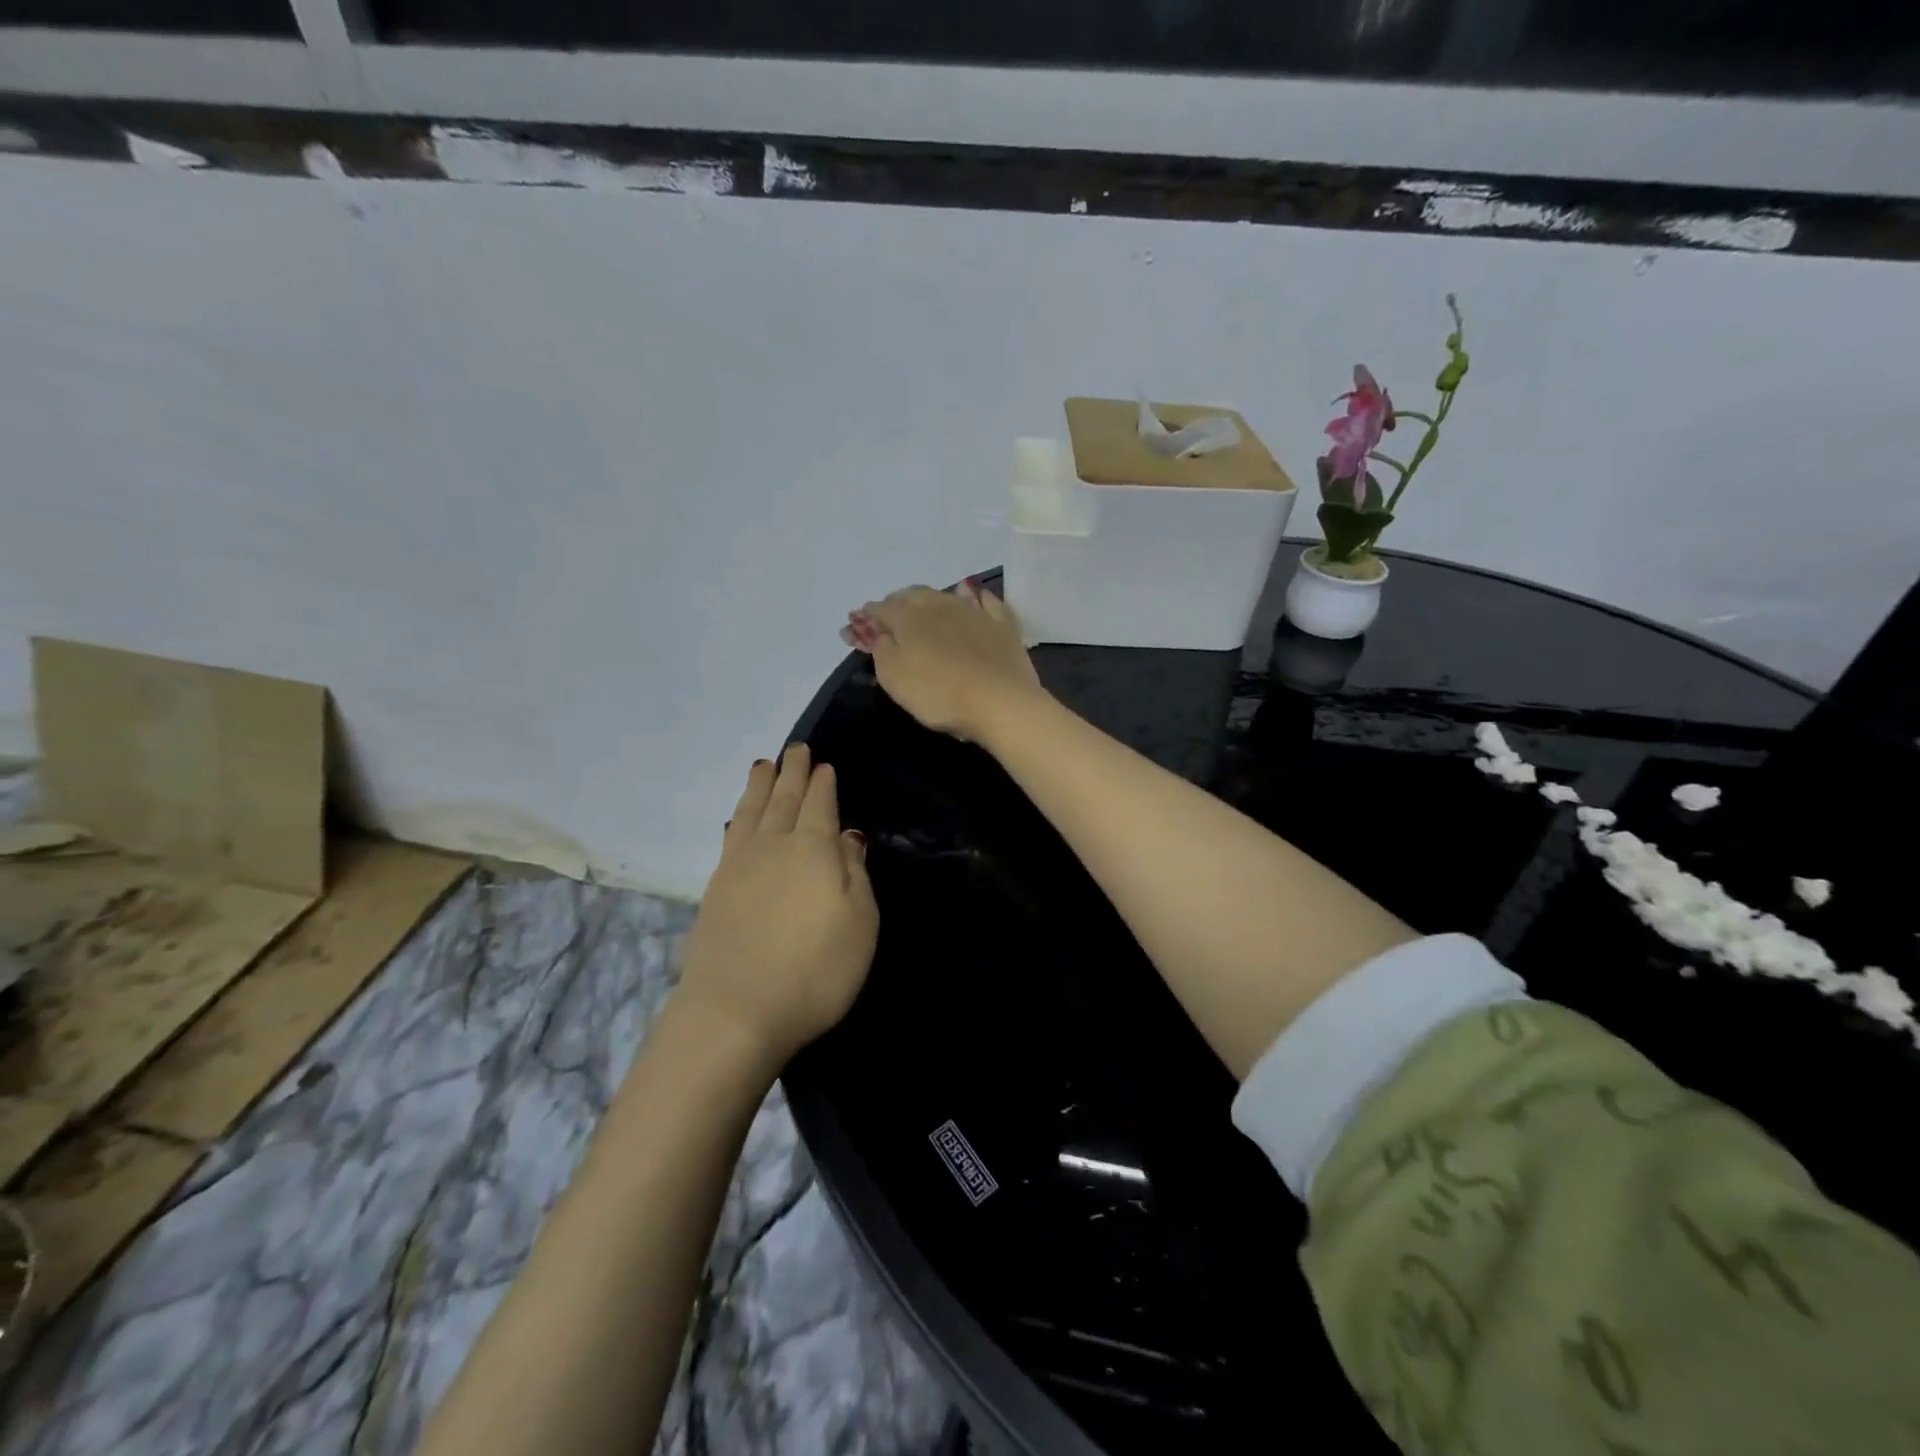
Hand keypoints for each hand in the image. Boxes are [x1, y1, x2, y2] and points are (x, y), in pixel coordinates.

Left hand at [676, 745, 877, 1065]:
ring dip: (760, 787)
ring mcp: (739, 866)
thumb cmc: (815, 971)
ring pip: (752, 812)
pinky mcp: (715, 889)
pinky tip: (737, 818)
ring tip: (763, 766)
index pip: (820, 806)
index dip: (823, 784)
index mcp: (814, 850)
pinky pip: (730, 837)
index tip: (823, 765)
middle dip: (792, 773)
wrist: (736, 1011)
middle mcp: (774, 847)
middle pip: (784, 800)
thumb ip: (855, 874)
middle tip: (795, 749)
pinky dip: (738, 819)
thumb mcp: (859, 924)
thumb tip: (849, 837)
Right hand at [843, 580, 1045, 744]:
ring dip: (929, 599)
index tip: (856, 628)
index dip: (866, 618)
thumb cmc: (939, 695)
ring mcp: (975, 611)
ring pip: (946, 594)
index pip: (881, 609)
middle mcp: (940, 605)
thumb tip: (878, 631)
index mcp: (909, 618)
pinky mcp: (1002, 625)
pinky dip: (974, 597)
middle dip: (896, 603)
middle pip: (912, 595)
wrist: (1001, 702)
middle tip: (889, 619)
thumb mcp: (894, 678)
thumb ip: (880, 649)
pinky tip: (973, 597)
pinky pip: (986, 601)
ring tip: (923, 609)